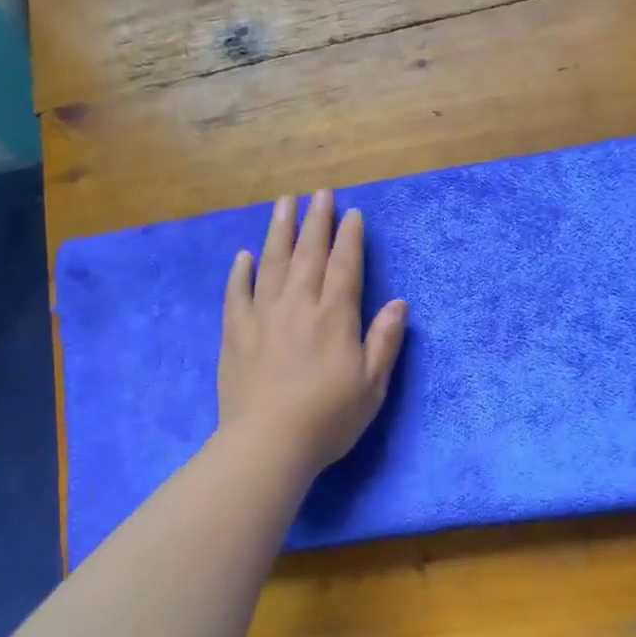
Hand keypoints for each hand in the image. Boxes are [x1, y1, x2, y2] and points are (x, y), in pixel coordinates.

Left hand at [219, 189, 407, 477]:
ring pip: (272, 262)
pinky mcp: (235, 333)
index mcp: (334, 316)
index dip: (350, 238)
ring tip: (283, 203)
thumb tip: (400, 303)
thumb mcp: (371, 385)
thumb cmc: (328, 418)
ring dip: (279, 230)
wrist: (267, 444)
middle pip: (308, 254)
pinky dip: (241, 271)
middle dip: (316, 221)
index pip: (345, 266)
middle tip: (319, 192)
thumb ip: (384, 341)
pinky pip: (237, 292)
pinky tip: (244, 255)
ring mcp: (262, 316)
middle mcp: (298, 305)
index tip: (351, 213)